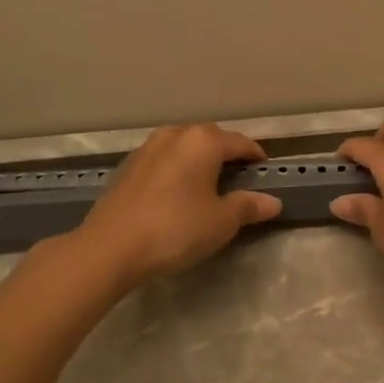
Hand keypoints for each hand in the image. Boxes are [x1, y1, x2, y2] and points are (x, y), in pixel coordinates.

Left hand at [76, 124, 281, 286]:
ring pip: (183, 147)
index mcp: (203, 141)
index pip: (240, 142)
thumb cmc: (176, 229)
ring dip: (198, 160)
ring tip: (207, 185)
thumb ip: (248, 207)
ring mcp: (147, 148)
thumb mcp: (221, 222)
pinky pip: (162, 161)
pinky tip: (176, 193)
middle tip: (239, 179)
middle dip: (226, 154)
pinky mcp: (127, 167)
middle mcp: (175, 135)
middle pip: (210, 138)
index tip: (265, 173)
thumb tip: (273, 201)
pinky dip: (176, 170)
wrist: (110, 247)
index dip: (256, 157)